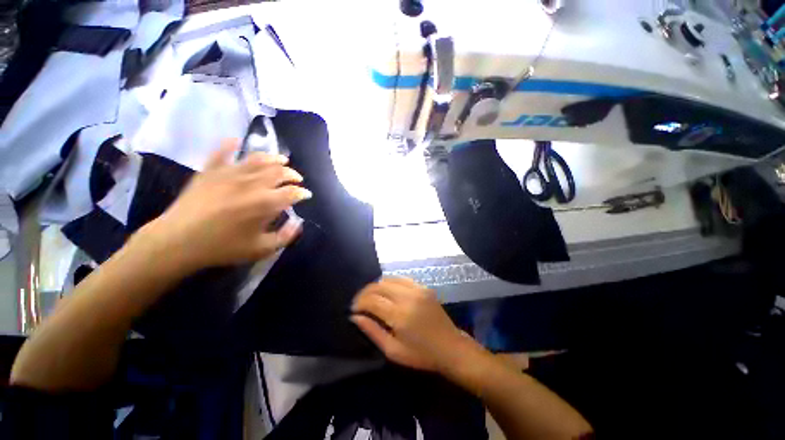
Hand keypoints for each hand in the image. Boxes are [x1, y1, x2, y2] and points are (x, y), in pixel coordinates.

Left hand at [139, 139, 310, 271]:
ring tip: (282, 159)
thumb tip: (298, 224)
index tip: (306, 195)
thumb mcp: (261, 249)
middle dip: (293, 174)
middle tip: (297, 179)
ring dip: (274, 158)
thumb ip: (285, 237)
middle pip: (279, 172)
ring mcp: (230, 174)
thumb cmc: (223, 247)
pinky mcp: (210, 171)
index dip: (303, 192)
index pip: (292, 192)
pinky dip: (230, 145)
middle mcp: (252, 184)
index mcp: (266, 203)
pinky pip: (221, 153)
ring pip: (258, 159)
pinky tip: (237, 141)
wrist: (178, 242)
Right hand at [351, 277, 480, 372]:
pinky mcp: (423, 287)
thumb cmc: (421, 355)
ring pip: (389, 279)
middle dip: (365, 292)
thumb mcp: (393, 351)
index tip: (353, 310)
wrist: (451, 347)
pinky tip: (387, 291)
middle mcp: (407, 296)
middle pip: (378, 286)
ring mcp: (417, 289)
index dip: (359, 303)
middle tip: (359, 303)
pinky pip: (401, 278)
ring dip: (376, 286)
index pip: (372, 300)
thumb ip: (372, 331)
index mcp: (399, 315)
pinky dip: (390, 282)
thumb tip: (355, 317)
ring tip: (371, 297)